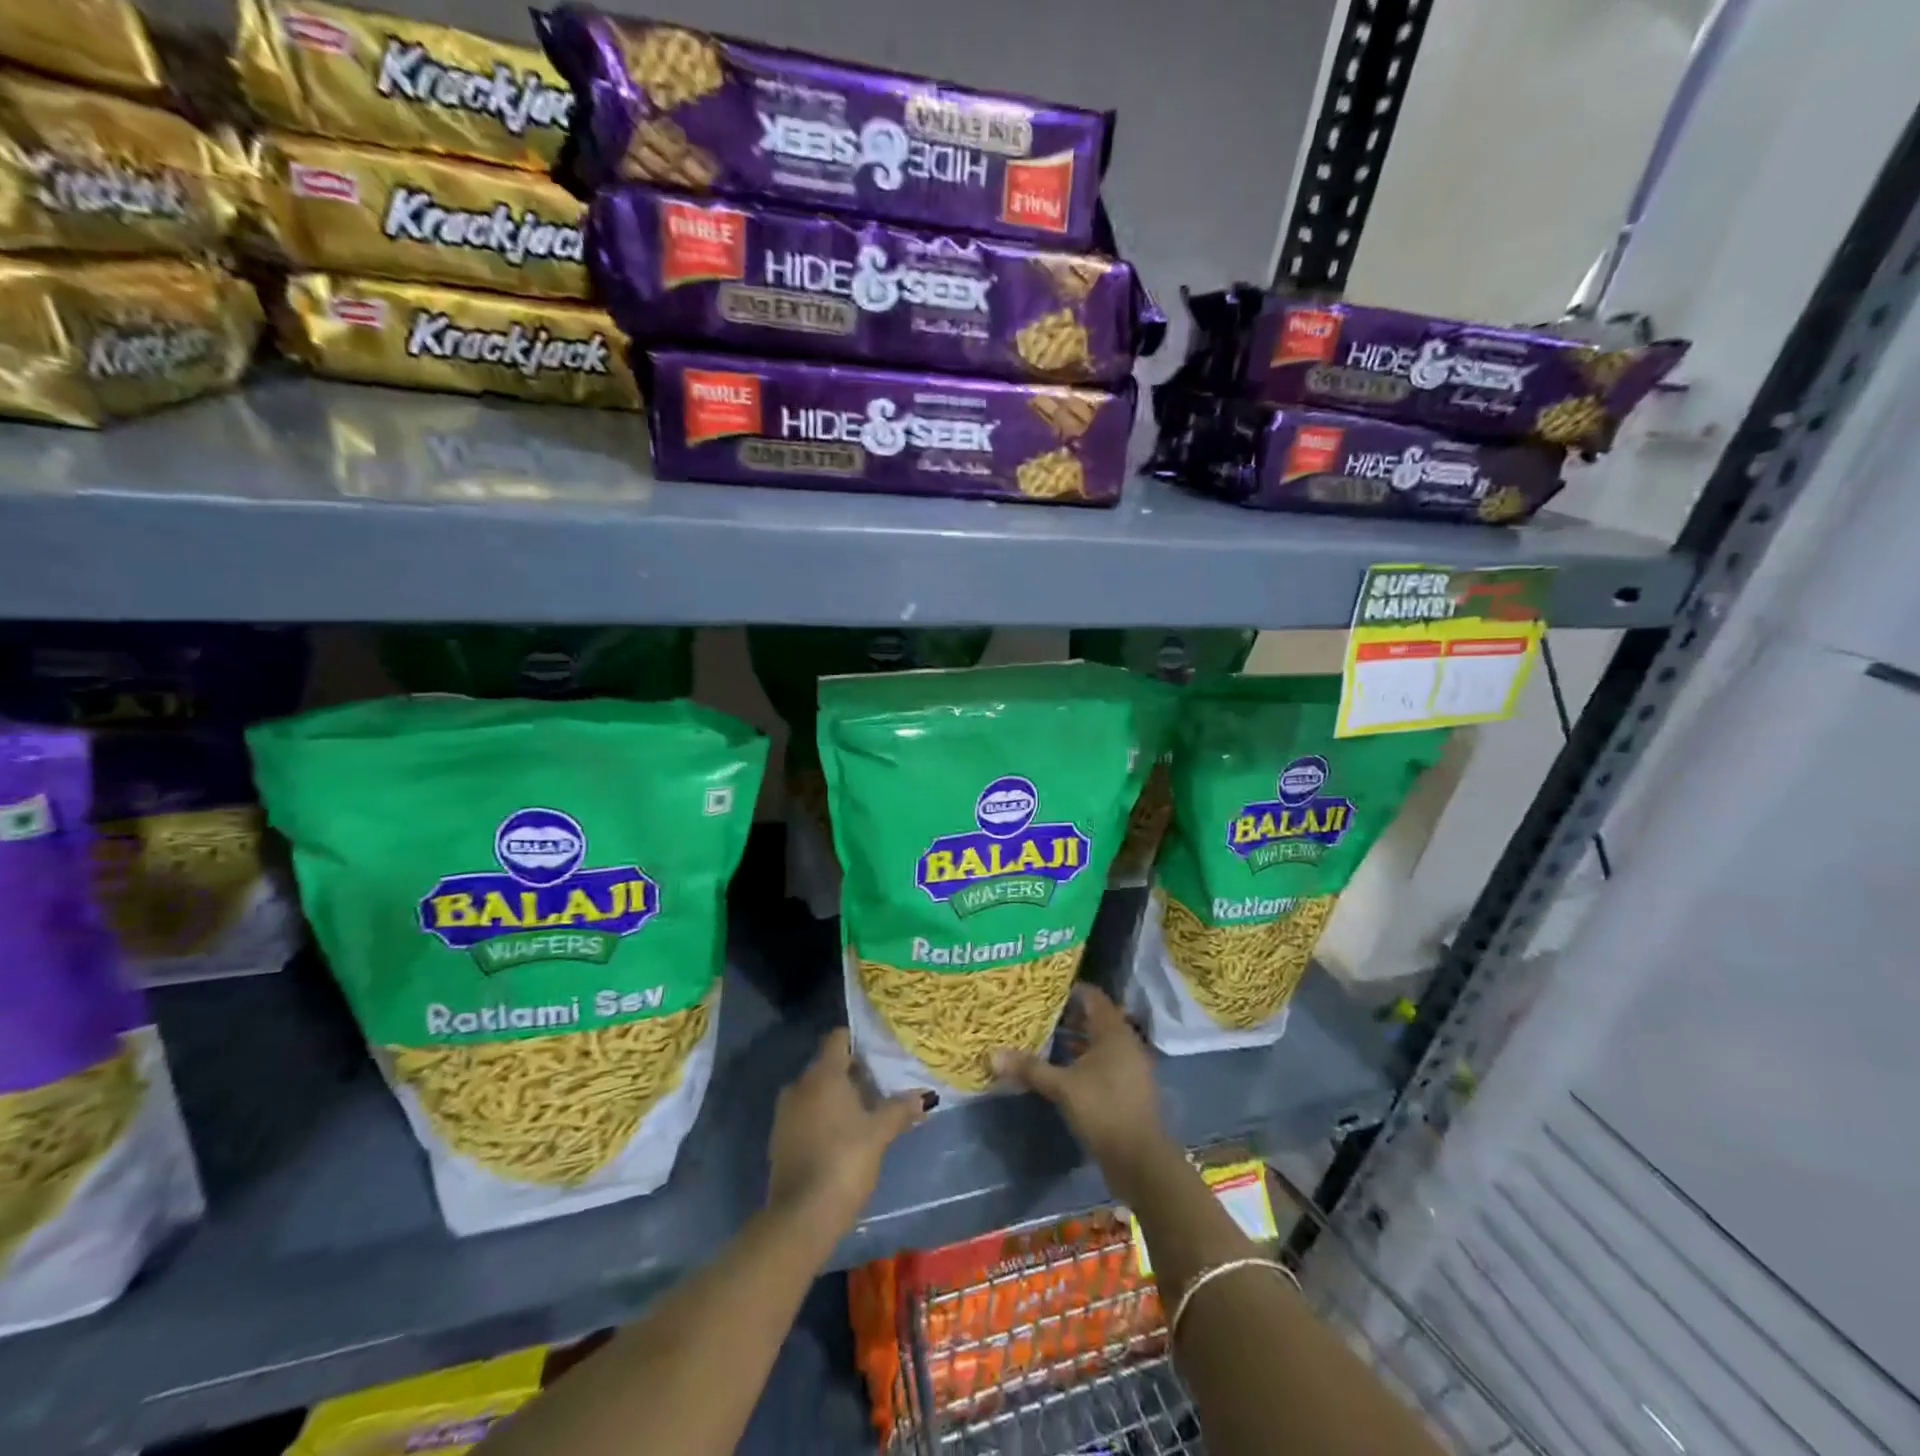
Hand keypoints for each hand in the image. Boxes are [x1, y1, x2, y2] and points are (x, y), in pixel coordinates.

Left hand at [766, 1029, 930, 1238]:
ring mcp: (785, 1113)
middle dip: (853, 1074)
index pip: (838, 1039)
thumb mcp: (879, 1133)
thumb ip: (900, 1109)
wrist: (801, 1217)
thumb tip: (924, 1096)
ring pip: (816, 1092)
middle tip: (881, 1087)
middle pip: (828, 1066)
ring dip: (838, 1098)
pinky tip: (844, 1137)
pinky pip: (806, 1115)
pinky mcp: (780, 1140)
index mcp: (822, 1075)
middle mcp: (799, 1086)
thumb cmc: (844, 1161)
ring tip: (867, 1114)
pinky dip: (824, 1118)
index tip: (879, 1054)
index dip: (858, 1042)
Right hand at [992, 985, 1170, 1192]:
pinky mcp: (1129, 1087)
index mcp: (1114, 1032)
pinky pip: (1105, 1061)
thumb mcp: (1062, 1088)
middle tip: (1041, 1013)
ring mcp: (1130, 1066)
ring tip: (1047, 1038)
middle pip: (1097, 1018)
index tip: (1046, 990)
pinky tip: (1064, 1068)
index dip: (1072, 991)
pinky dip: (1086, 1059)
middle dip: (1071, 1015)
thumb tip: (992, 1055)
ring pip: (1101, 1042)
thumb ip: (1030, 1068)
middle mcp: (1126, 1043)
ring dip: (1078, 1039)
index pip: (1094, 997)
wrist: (1140, 1159)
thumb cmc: (1103, 1110)